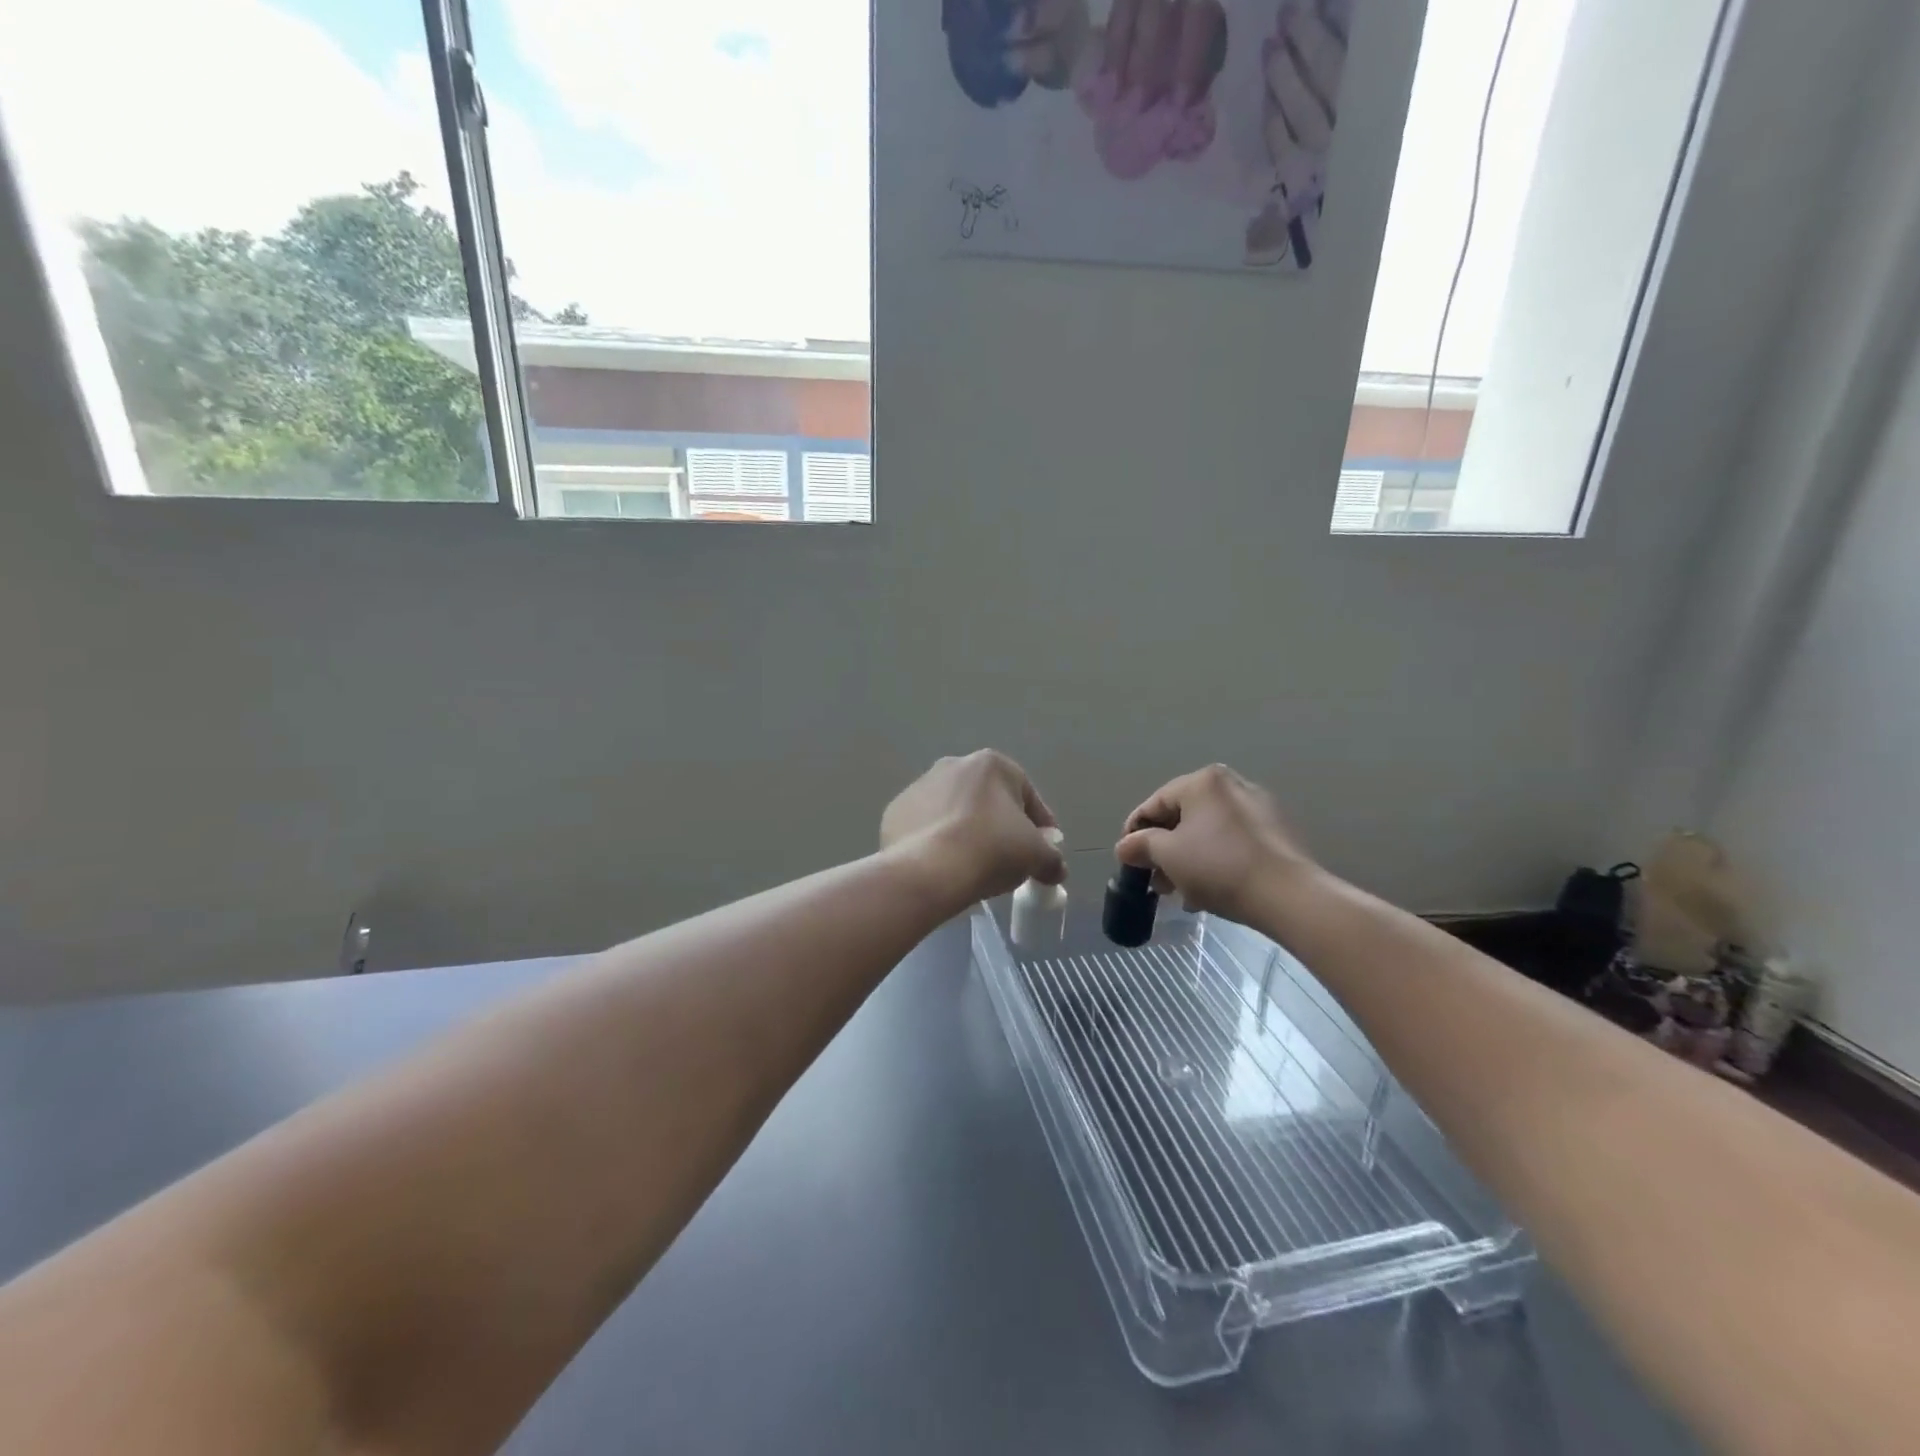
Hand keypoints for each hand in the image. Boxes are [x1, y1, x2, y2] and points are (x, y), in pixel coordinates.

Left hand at [882, 751, 1067, 905]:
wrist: (928, 871)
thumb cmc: (991, 850)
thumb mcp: (1037, 856)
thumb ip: (1052, 858)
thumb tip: (1055, 868)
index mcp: (991, 764)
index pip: (1027, 795)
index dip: (1041, 826)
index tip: (1044, 851)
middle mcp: (953, 765)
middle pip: (987, 800)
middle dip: (1000, 826)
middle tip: (1008, 859)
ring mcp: (919, 787)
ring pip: (954, 812)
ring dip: (966, 832)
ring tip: (972, 866)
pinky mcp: (894, 812)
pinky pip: (925, 828)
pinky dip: (936, 843)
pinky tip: (943, 867)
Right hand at [1114, 764, 1313, 922]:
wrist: (1289, 896)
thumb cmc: (1219, 867)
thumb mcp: (1168, 856)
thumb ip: (1140, 845)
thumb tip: (1125, 846)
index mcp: (1203, 782)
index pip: (1155, 803)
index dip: (1134, 832)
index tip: (1126, 859)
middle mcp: (1232, 785)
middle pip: (1183, 817)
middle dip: (1164, 850)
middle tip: (1154, 880)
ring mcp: (1259, 808)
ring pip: (1208, 833)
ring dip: (1188, 860)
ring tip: (1180, 893)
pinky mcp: (1277, 833)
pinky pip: (1232, 843)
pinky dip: (1215, 861)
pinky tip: (1209, 891)